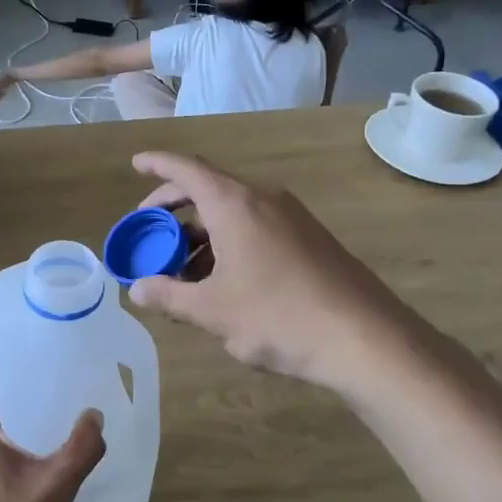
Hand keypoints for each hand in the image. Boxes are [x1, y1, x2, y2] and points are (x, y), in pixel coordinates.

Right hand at [126, 151, 402, 390]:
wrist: (365, 338)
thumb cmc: (277, 316)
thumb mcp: (212, 310)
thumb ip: (169, 296)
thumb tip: (137, 289)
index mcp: (234, 204)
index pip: (186, 170)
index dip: (157, 164)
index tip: (136, 163)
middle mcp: (263, 199)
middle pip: (208, 189)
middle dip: (173, 207)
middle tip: (149, 229)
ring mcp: (291, 218)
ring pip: (232, 212)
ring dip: (201, 233)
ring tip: (180, 268)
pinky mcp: (308, 239)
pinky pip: (255, 228)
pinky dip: (227, 243)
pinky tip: (221, 280)